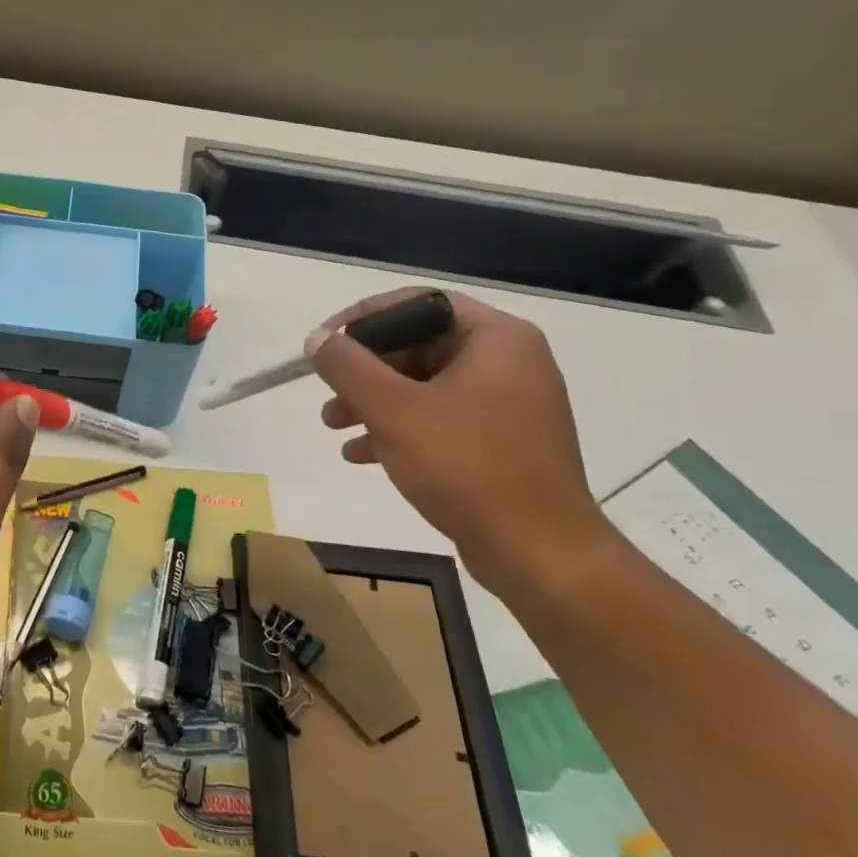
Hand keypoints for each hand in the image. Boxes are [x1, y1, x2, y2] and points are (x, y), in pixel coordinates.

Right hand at [308, 290, 607, 598]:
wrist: (539, 553)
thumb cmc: (467, 466)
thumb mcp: (393, 410)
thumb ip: (348, 366)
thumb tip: (319, 339)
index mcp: (496, 338)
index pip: (419, 304)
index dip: (364, 317)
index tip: (326, 342)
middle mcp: (509, 361)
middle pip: (419, 345)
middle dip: (365, 369)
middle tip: (327, 390)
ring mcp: (508, 403)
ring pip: (424, 384)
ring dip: (374, 400)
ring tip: (333, 425)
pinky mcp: (502, 441)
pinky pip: (440, 418)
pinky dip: (400, 428)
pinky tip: (360, 455)